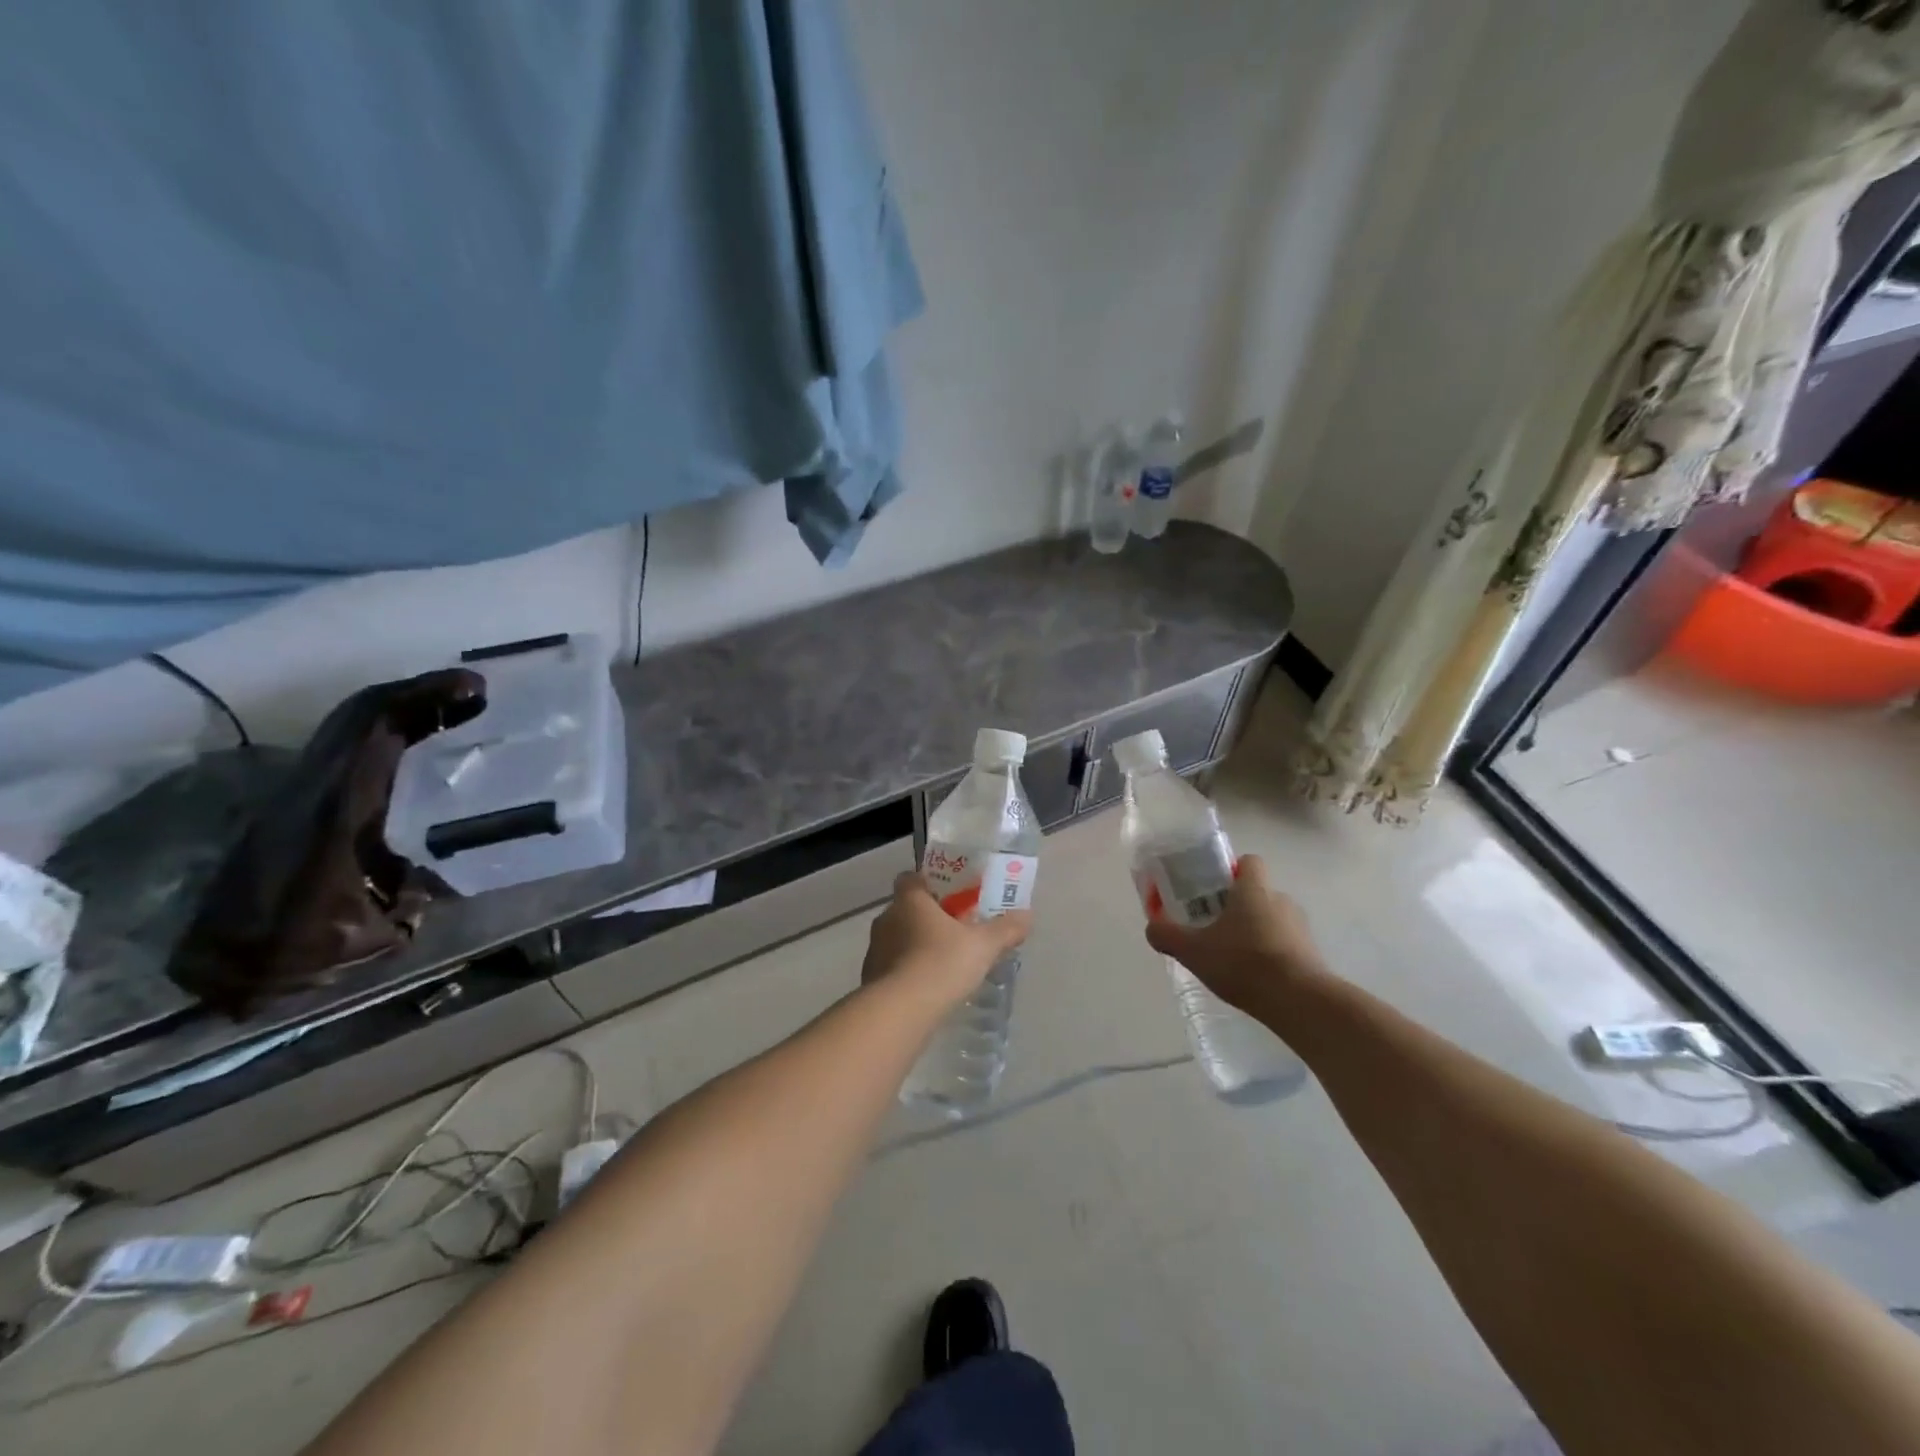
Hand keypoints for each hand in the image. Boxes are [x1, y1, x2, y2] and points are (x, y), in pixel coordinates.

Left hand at [862, 872, 1031, 1005]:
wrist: (900, 1011)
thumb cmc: (941, 964)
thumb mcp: (983, 945)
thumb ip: (1005, 929)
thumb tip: (1028, 915)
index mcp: (910, 900)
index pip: (910, 878)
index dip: (928, 883)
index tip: (949, 896)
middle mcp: (886, 918)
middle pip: (906, 909)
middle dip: (928, 918)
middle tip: (955, 931)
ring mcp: (874, 949)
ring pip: (897, 938)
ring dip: (916, 946)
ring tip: (943, 963)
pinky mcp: (870, 978)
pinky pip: (891, 966)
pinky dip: (907, 972)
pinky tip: (927, 988)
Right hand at [1144, 855, 1327, 1013]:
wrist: (1299, 1001)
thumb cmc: (1243, 962)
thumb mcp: (1192, 950)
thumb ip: (1167, 935)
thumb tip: (1153, 926)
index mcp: (1253, 889)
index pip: (1249, 862)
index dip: (1231, 871)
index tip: (1213, 889)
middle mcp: (1280, 900)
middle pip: (1257, 892)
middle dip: (1237, 907)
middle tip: (1213, 927)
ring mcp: (1300, 928)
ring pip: (1272, 920)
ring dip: (1255, 932)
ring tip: (1233, 958)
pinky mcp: (1312, 955)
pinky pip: (1285, 945)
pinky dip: (1270, 955)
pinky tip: (1253, 977)